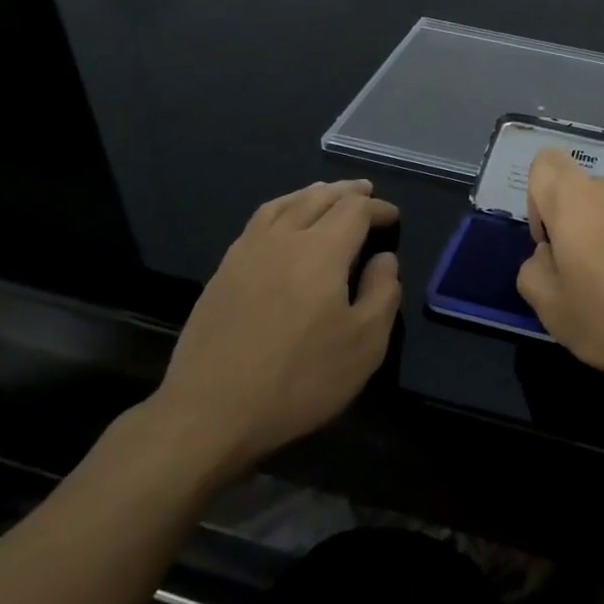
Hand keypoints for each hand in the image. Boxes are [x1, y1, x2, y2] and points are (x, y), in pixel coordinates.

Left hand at [142, 180, 399, 486]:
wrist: (210, 413)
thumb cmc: (299, 380)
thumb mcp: (364, 345)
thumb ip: (382, 293)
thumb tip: (384, 259)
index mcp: (322, 251)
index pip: (355, 210)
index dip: (378, 208)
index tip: (393, 217)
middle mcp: (284, 239)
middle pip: (319, 197)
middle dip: (347, 192)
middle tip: (365, 191)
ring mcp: (247, 253)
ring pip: (284, 204)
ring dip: (311, 194)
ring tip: (326, 193)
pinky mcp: (223, 272)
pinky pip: (258, 222)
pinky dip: (281, 209)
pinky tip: (282, 223)